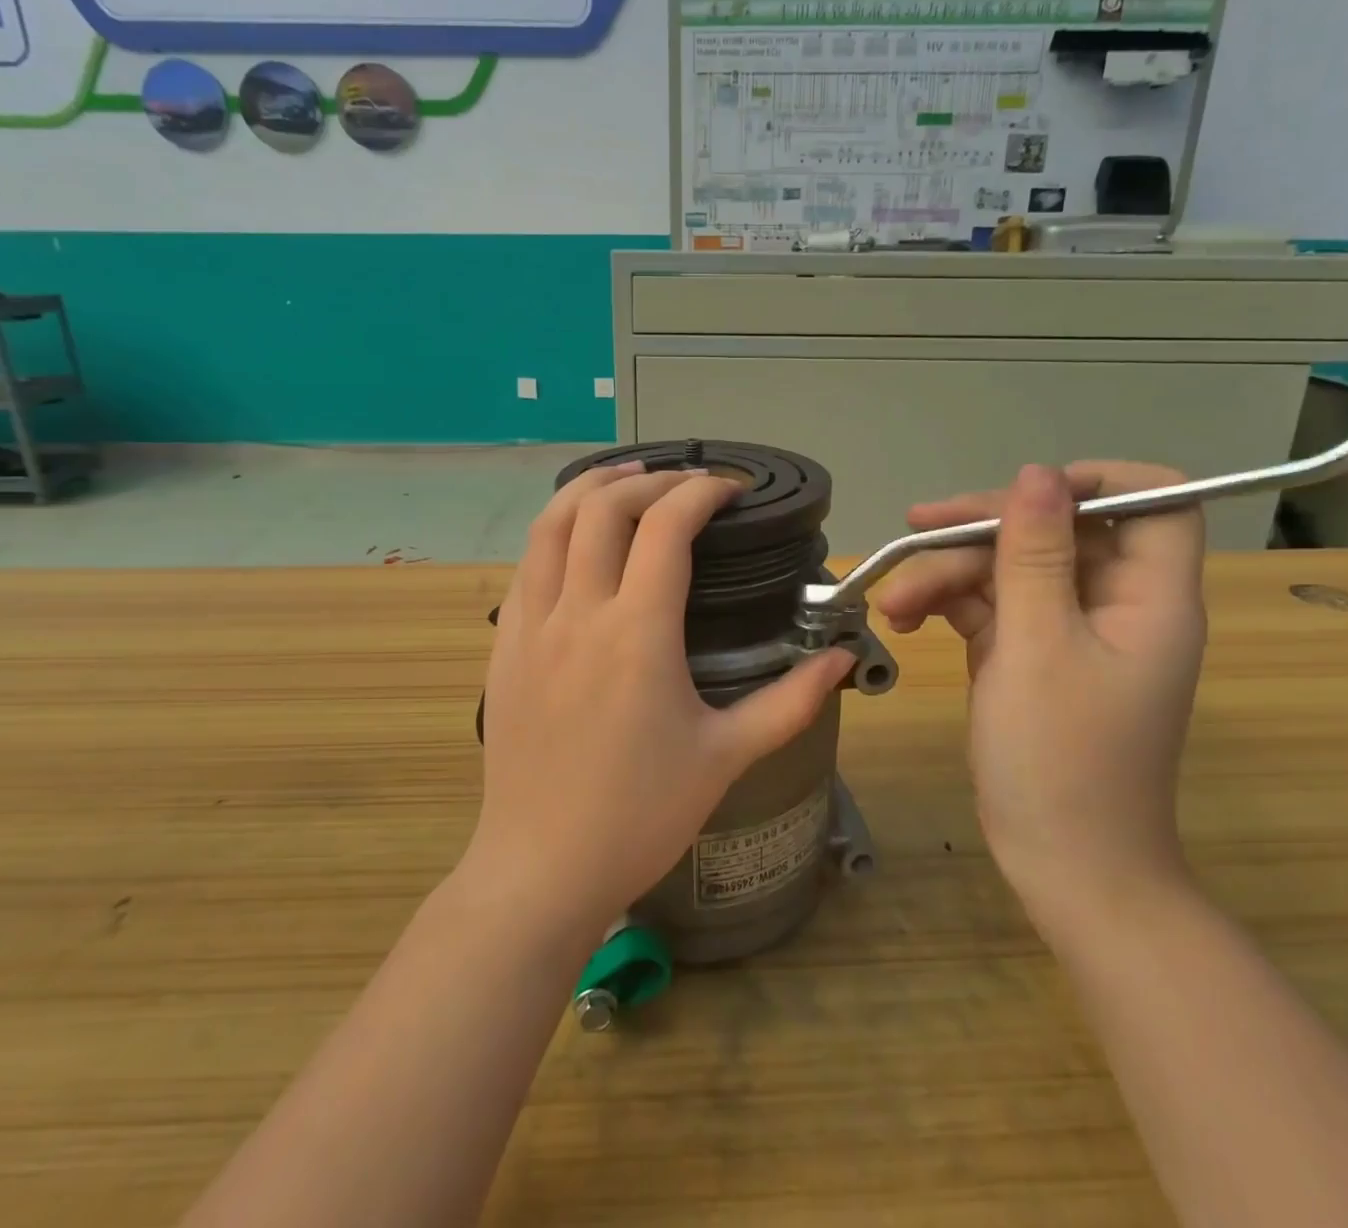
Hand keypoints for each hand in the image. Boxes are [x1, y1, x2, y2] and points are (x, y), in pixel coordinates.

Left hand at [471, 462, 853, 939]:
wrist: (540, 868)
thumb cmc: (640, 815)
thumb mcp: (726, 757)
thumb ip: (791, 701)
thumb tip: (843, 659)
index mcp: (637, 633)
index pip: (666, 526)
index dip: (702, 492)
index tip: (731, 490)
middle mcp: (578, 612)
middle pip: (604, 507)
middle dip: (650, 478)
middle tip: (687, 484)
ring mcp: (530, 625)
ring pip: (551, 523)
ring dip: (591, 488)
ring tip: (628, 479)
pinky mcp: (504, 645)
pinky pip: (527, 564)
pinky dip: (557, 531)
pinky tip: (579, 542)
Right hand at [874, 463, 1207, 940]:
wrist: (1062, 866)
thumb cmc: (1060, 759)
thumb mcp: (1038, 645)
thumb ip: (1035, 554)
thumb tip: (1035, 474)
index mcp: (1147, 596)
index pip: (1154, 503)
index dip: (1095, 481)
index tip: (1024, 492)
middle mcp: (1113, 604)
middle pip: (1056, 531)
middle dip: (982, 530)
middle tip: (914, 531)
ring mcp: (1068, 631)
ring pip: (1010, 568)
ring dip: (948, 574)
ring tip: (893, 602)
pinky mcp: (1029, 655)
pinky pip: (990, 607)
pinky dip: (948, 606)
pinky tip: (905, 618)